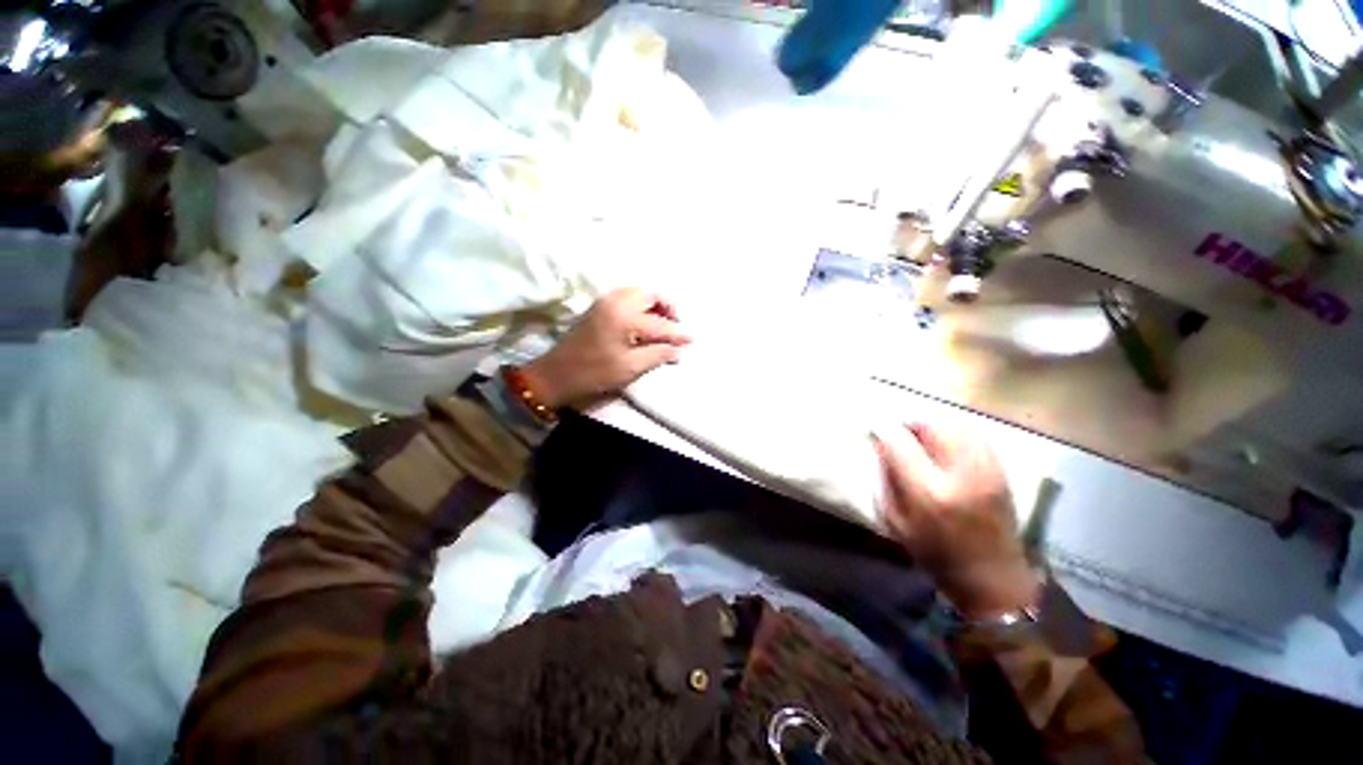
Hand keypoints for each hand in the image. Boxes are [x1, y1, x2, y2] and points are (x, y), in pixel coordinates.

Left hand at [521, 288, 690, 409]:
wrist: (556, 374)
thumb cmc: (594, 373)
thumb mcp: (630, 368)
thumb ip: (658, 355)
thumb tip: (679, 350)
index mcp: (624, 317)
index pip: (659, 323)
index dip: (677, 333)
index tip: (692, 339)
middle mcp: (615, 301)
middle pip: (650, 294)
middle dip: (667, 307)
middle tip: (676, 325)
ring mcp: (604, 302)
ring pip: (638, 293)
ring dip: (653, 304)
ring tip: (662, 324)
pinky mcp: (598, 307)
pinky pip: (626, 297)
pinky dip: (640, 304)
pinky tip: (644, 322)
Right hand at [874, 422, 1039, 618]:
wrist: (993, 578)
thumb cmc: (936, 554)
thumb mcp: (896, 520)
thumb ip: (886, 479)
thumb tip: (880, 446)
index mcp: (929, 490)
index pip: (899, 441)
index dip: (882, 431)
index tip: (874, 432)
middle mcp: (961, 473)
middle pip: (930, 426)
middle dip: (909, 427)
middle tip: (900, 438)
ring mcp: (987, 469)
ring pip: (954, 426)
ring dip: (932, 429)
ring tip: (923, 442)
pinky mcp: (1001, 470)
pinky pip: (974, 436)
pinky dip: (955, 434)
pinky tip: (947, 449)